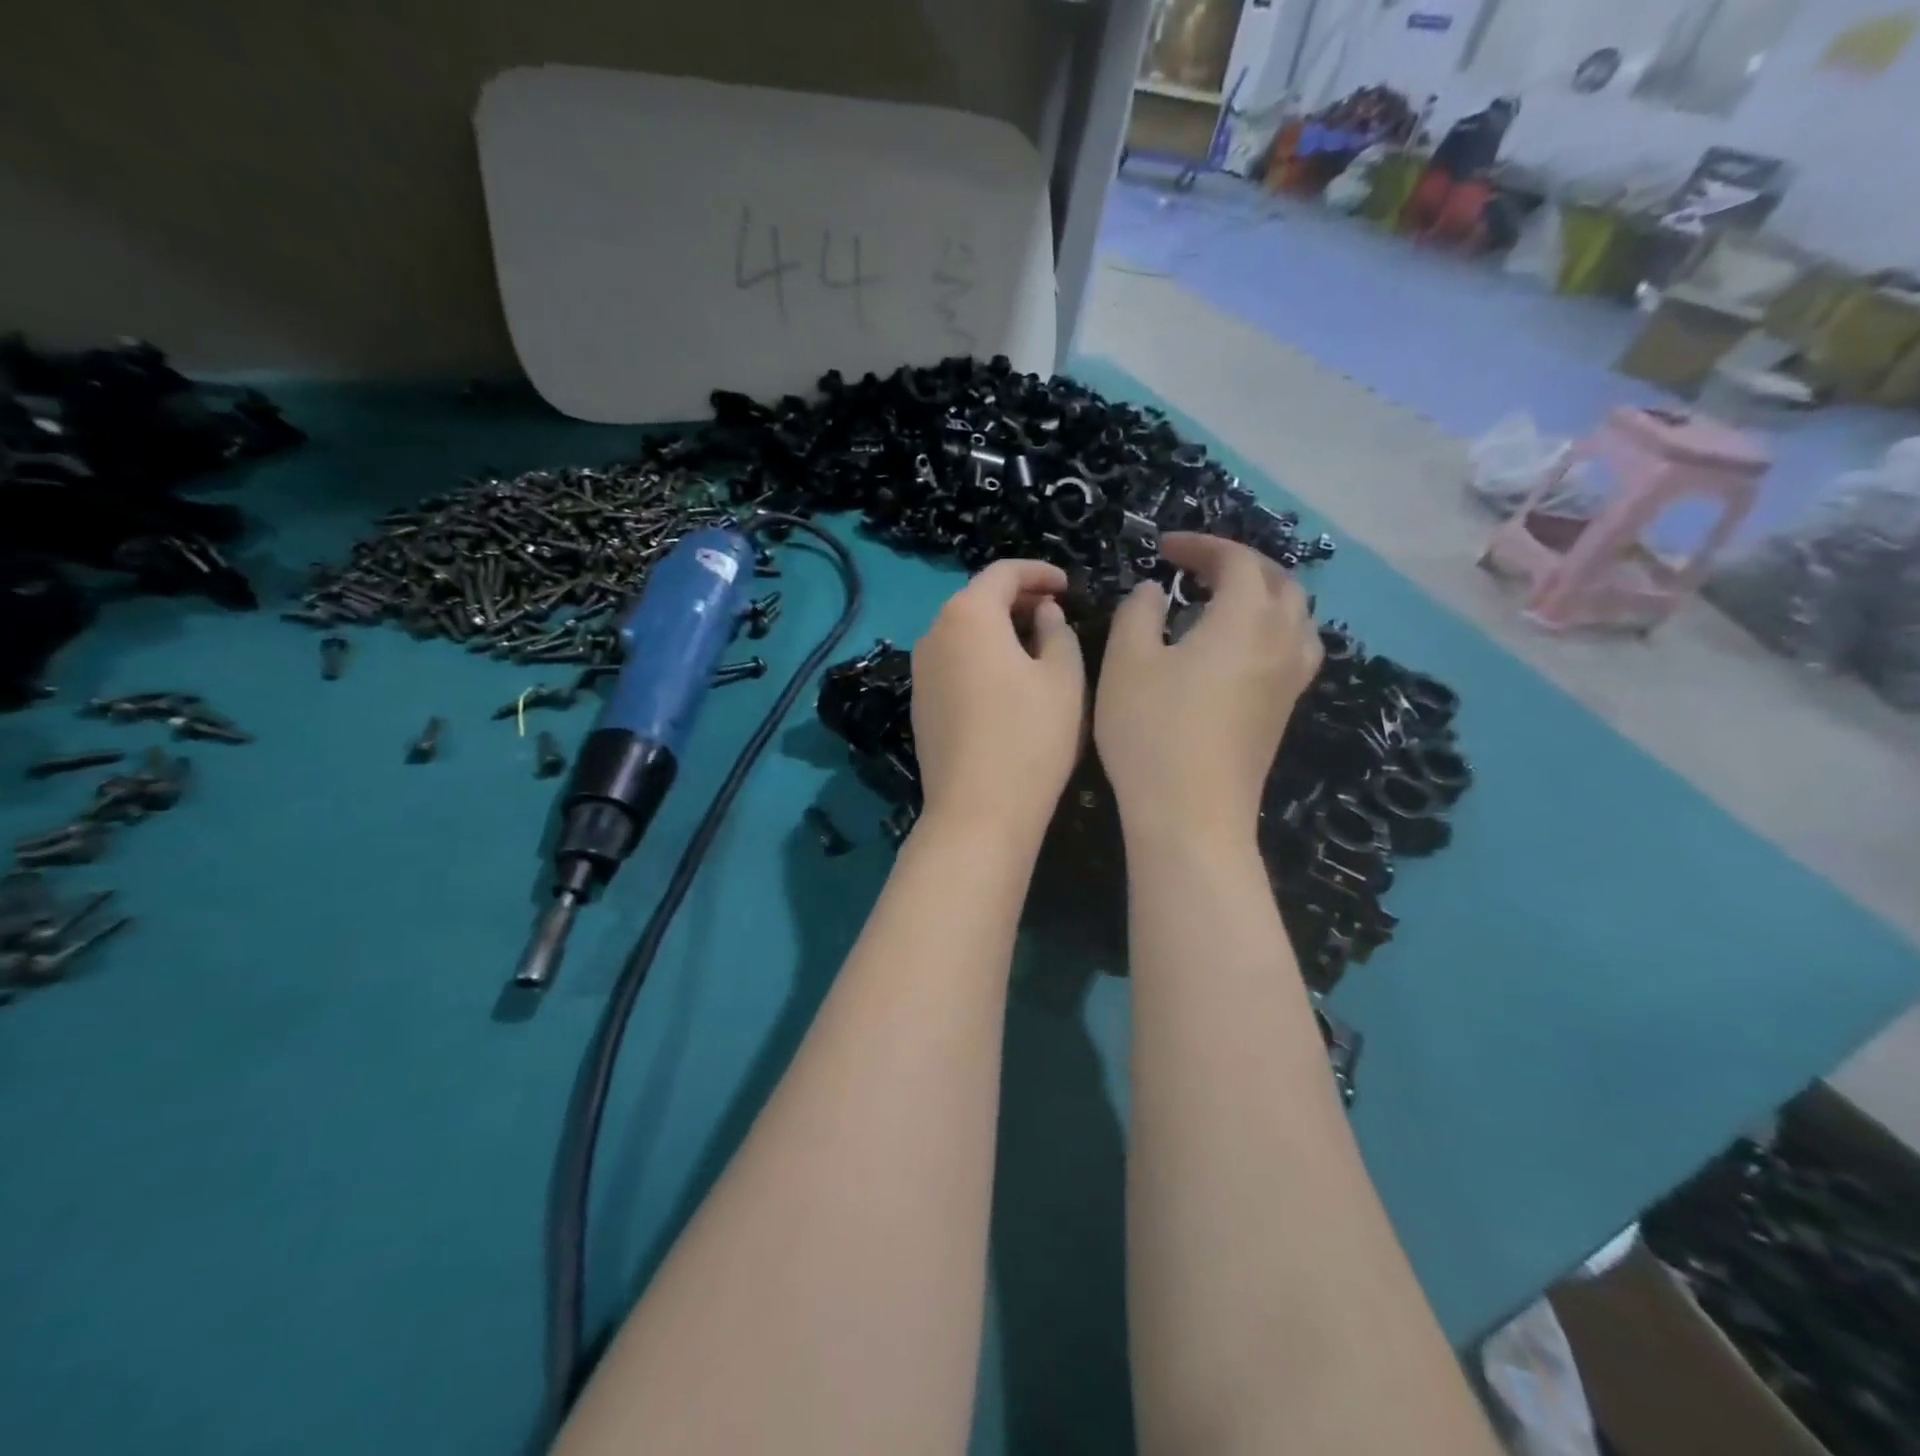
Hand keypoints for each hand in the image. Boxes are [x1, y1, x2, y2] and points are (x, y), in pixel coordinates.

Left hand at [911, 560, 1084, 846]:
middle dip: (1018, 599)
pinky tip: (1006, 679)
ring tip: (1036, 644)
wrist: (978, 810)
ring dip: (998, 628)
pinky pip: (953, 661)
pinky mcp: (920, 702)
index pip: (1003, 573)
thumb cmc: (1030, 737)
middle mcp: (934, 633)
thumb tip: (1043, 613)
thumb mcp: (1063, 677)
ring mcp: (921, 670)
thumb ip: (1057, 631)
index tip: (1068, 585)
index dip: (1039, 572)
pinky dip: (981, 655)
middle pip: (977, 599)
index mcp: (968, 615)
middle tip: (1056, 612)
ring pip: (963, 631)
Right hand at [1095, 533, 1321, 849]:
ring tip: (1223, 602)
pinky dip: (1268, 630)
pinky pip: (1292, 649)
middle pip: (1279, 582)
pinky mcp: (1284, 712)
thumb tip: (1153, 591)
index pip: (1237, 560)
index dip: (1201, 545)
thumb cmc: (1152, 730)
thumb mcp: (1127, 661)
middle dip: (1239, 565)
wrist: (1191, 814)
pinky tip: (1237, 649)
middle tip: (1197, 568)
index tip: (1163, 548)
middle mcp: (1282, 641)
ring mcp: (1291, 680)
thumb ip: (1138, 612)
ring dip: (1262, 596)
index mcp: (1245, 619)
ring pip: (1295, 617)